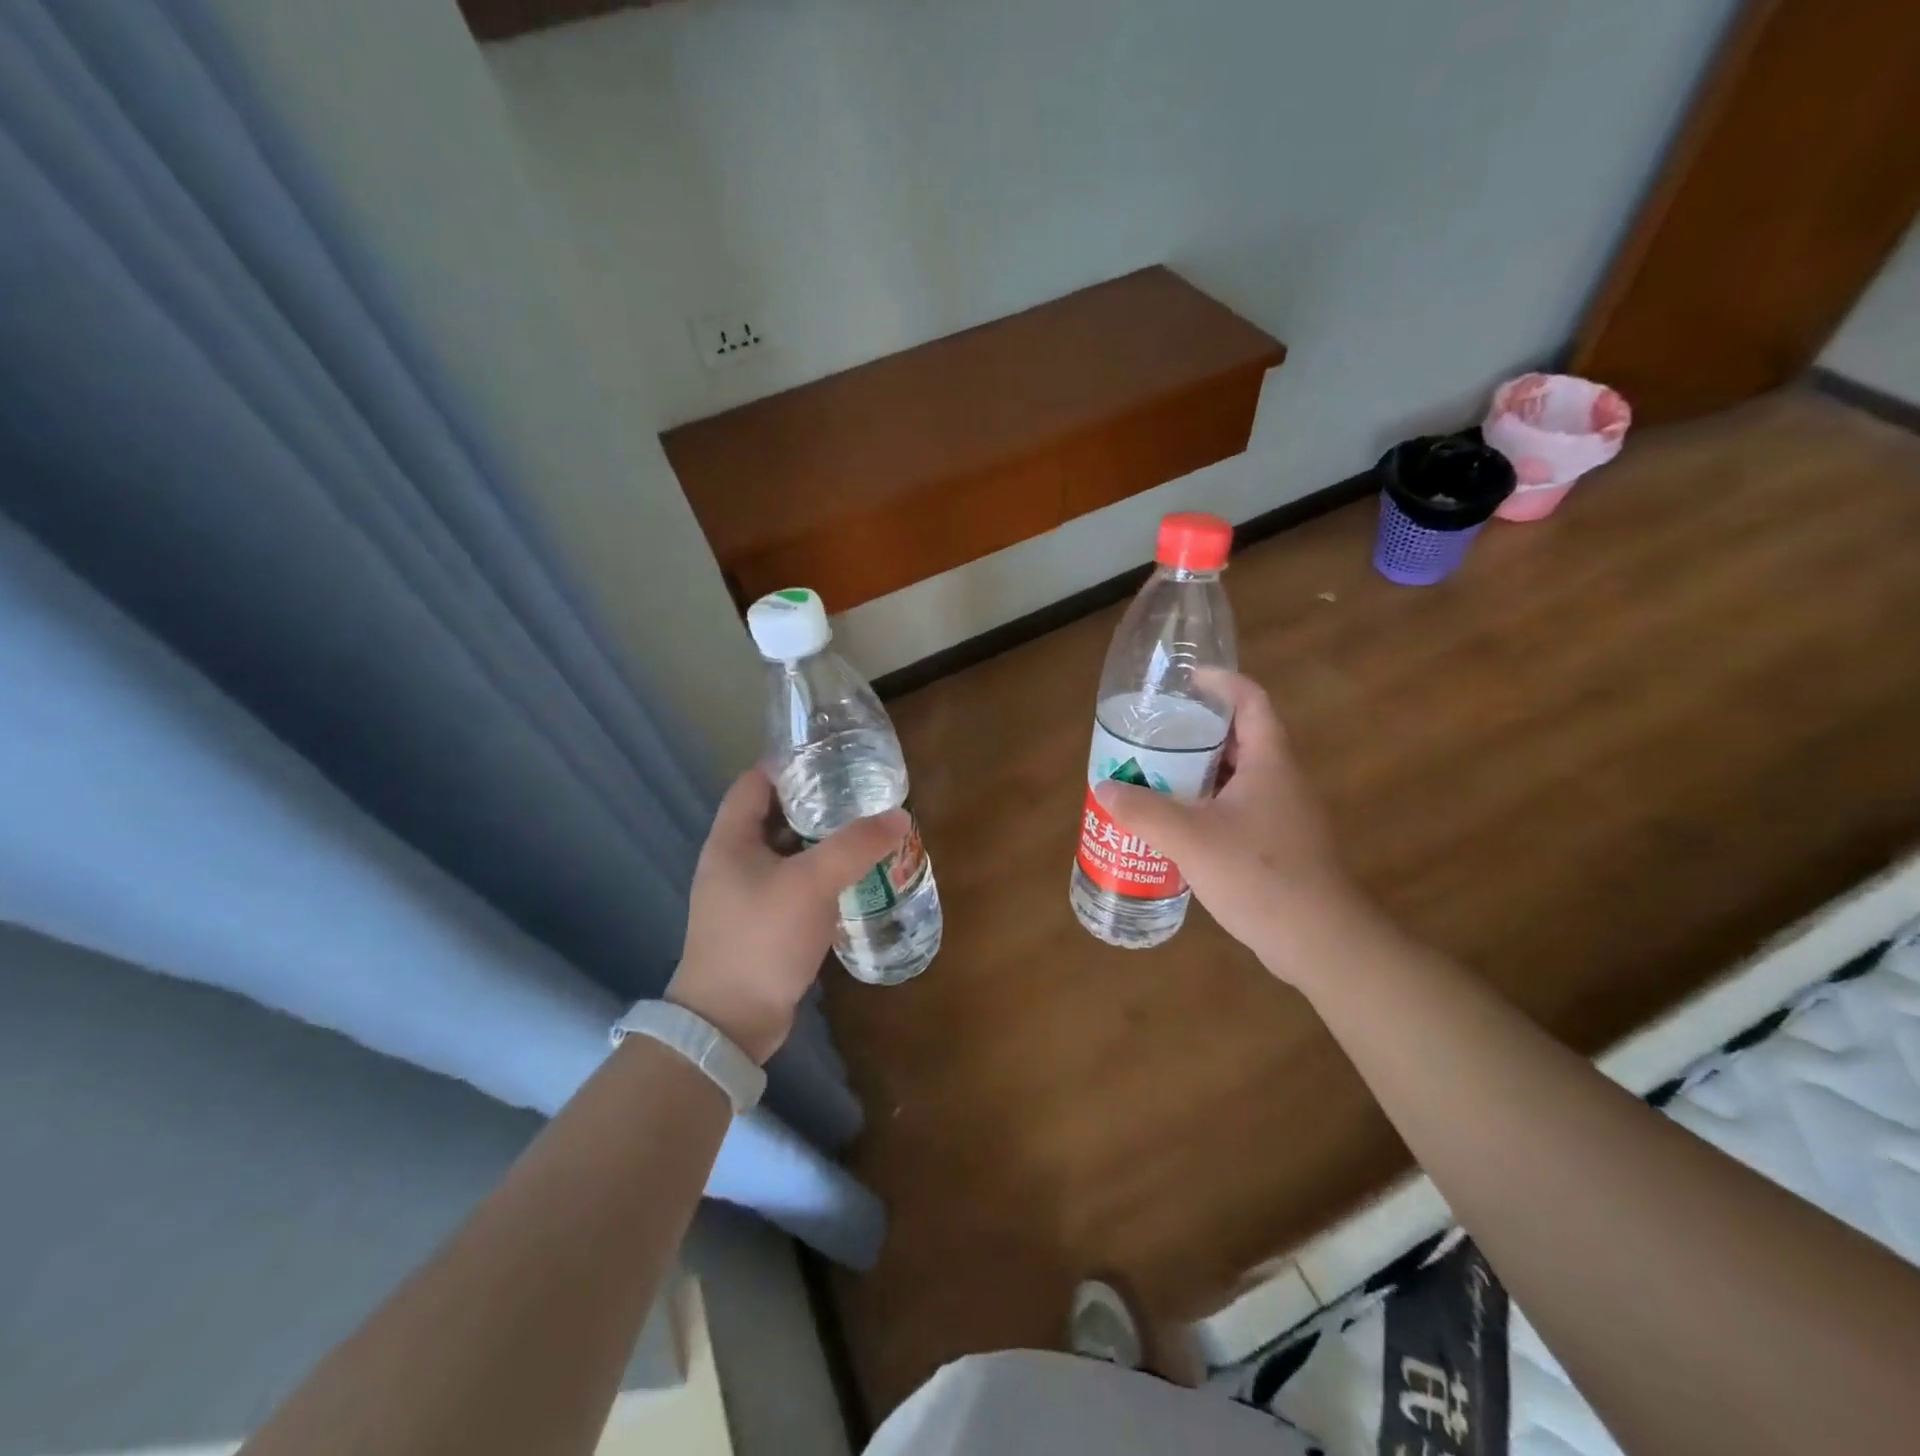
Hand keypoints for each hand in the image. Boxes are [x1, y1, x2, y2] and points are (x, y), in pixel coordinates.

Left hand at [668, 769, 907, 1063]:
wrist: (730, 1022)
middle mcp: (733, 861)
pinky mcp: (762, 924)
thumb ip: (855, 846)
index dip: (790, 764)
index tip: (833, 758)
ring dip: (821, 842)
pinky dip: (820, 876)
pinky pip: (794, 885)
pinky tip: (853, 878)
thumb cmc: (761, 938)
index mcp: (731, 840)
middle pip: (774, 815)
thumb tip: (900, 816)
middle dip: (815, 803)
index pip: (755, 781)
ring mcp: (746, 895)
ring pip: (787, 852)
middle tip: (860, 794)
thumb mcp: (812, 884)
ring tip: (865, 830)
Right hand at [1093, 671, 1360, 980]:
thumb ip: (1144, 811)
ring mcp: (1285, 814)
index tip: (1187, 681)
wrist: (1319, 940)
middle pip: (1240, 738)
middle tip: (1156, 735)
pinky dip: (1208, 805)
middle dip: (1198, 732)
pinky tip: (1179, 826)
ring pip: (1238, 777)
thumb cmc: (1259, 875)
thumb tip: (1105, 788)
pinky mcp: (1280, 845)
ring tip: (1157, 776)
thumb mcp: (1190, 839)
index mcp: (1269, 762)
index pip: (1251, 701)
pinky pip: (1239, 808)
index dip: (1222, 682)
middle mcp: (1282, 780)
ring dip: (1200, 772)